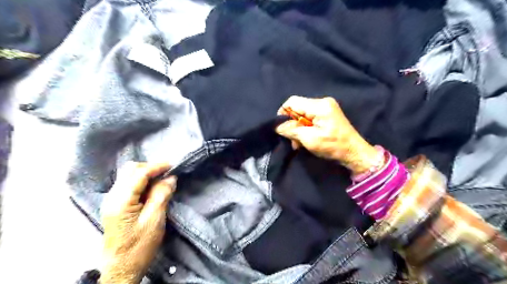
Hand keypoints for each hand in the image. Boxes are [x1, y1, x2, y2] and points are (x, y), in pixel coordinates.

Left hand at [100, 162, 176, 283]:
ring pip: (128, 175)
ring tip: (162, 181)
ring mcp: (111, 200)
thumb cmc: (139, 246)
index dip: (157, 166)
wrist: (121, 268)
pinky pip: (128, 184)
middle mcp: (112, 196)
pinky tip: (152, 189)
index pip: (139, 173)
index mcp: (121, 201)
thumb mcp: (155, 220)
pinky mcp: (115, 205)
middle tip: (167, 174)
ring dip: (146, 174)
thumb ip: (162, 195)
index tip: (172, 165)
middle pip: (130, 170)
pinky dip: (142, 182)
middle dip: (150, 168)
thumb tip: (170, 178)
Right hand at [276, 95, 377, 175]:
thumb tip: (277, 126)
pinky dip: (305, 129)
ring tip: (299, 143)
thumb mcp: (309, 139)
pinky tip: (306, 140)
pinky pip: (309, 118)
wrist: (354, 153)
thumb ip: (291, 130)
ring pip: (302, 114)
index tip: (281, 128)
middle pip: (297, 108)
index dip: (283, 113)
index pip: (292, 102)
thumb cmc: (333, 146)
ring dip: (298, 128)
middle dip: (292, 124)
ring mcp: (326, 108)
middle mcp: (323, 102)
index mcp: (319, 105)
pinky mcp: (327, 115)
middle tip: (293, 140)